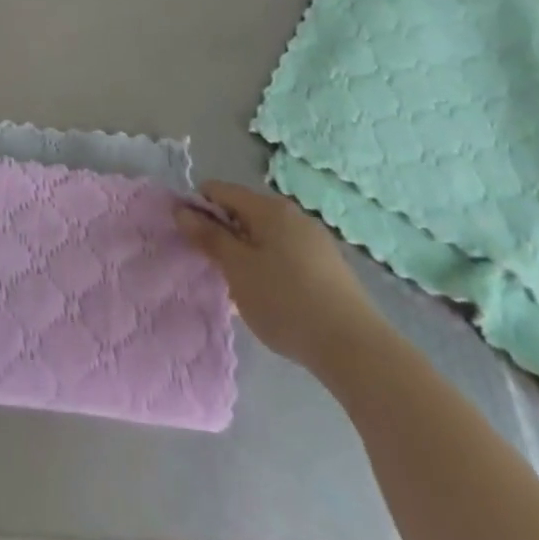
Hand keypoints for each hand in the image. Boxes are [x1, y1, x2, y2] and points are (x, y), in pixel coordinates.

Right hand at [177, 182, 387, 374]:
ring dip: (246, 254)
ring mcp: (314, 240)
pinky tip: (271, 300)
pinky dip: (269, 268)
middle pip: (243, 212)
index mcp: (268, 208)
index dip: (198, 209)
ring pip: (265, 236)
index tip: (190, 240)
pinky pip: (285, 255)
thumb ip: (208, 237)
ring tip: (241, 290)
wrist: (356, 349)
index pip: (219, 190)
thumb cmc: (286, 302)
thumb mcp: (237, 269)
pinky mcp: (328, 267)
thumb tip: (182, 209)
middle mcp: (292, 215)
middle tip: (215, 269)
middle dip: (223, 235)